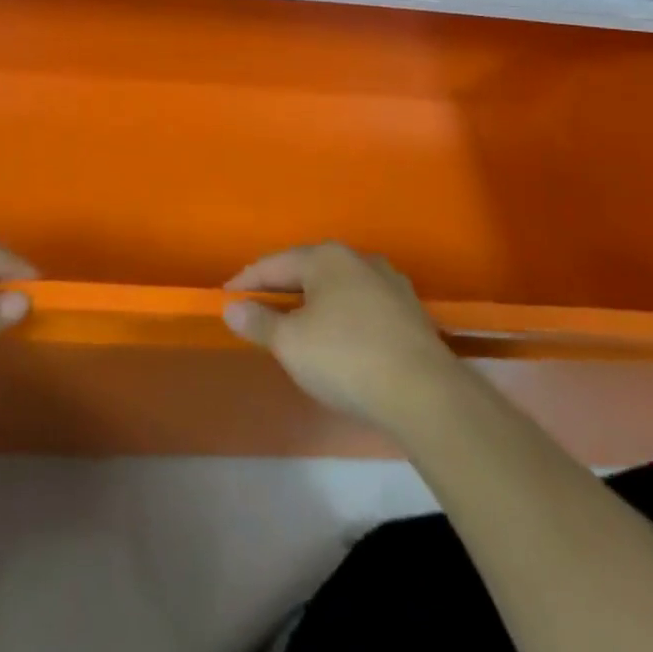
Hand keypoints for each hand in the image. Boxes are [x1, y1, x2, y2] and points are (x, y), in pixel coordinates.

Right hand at [223, 244, 466, 431]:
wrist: (426, 394)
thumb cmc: (346, 359)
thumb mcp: (291, 344)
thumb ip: (259, 322)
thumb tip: (232, 307)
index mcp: (326, 257)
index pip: (274, 264)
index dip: (247, 280)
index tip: (226, 296)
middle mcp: (358, 259)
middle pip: (308, 270)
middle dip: (282, 288)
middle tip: (258, 306)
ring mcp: (389, 283)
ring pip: (338, 287)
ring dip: (315, 301)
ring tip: (297, 322)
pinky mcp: (410, 312)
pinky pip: (362, 306)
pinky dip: (342, 317)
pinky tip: (339, 337)